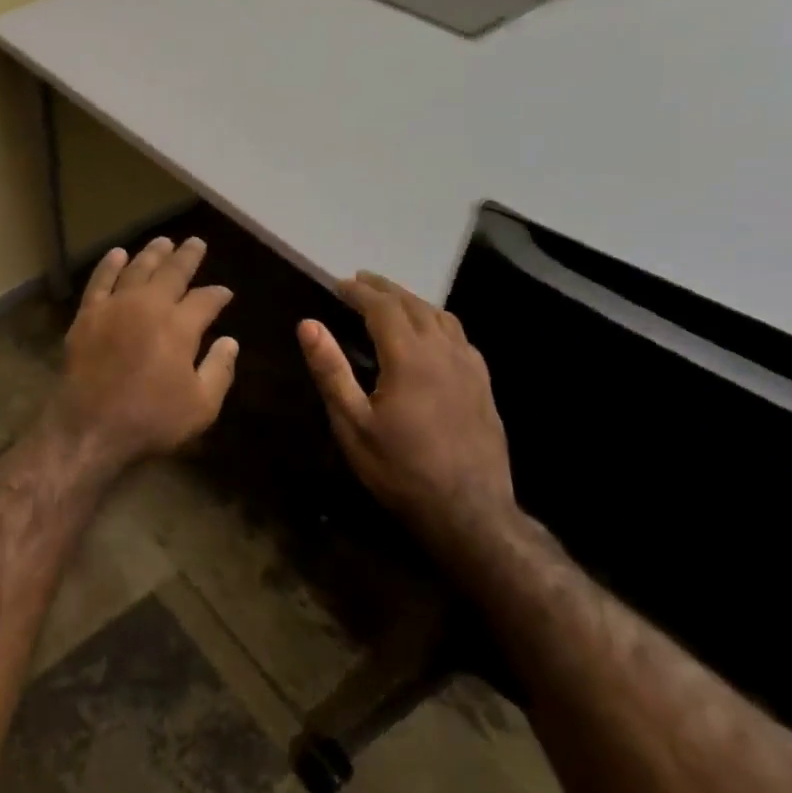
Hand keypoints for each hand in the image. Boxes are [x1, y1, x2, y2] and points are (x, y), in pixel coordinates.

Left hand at [46, 236, 238, 467]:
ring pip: (137, 268)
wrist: (90, 427)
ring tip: (164, 241)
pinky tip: (118, 254)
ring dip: (152, 253)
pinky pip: (100, 281)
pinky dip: (109, 265)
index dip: (218, 295)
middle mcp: (149, 306)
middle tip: (196, 243)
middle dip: (187, 257)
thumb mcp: (201, 406)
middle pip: (172, 272)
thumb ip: (220, 370)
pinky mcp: (88, 314)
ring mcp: (115, 306)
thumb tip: (230, 341)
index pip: (206, 300)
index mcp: (180, 326)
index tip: (225, 292)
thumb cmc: (151, 420)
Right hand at [298, 272, 513, 546]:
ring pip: (441, 317)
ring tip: (391, 299)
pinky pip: (459, 337)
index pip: (383, 307)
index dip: (359, 291)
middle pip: (414, 305)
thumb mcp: (352, 423)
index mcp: (410, 357)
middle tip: (361, 281)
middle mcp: (444, 352)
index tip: (338, 283)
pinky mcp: (483, 385)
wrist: (470, 511)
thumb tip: (308, 324)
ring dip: (413, 301)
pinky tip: (431, 334)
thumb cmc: (400, 469)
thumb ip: (330, 369)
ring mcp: (469, 367)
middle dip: (385, 289)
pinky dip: (437, 321)